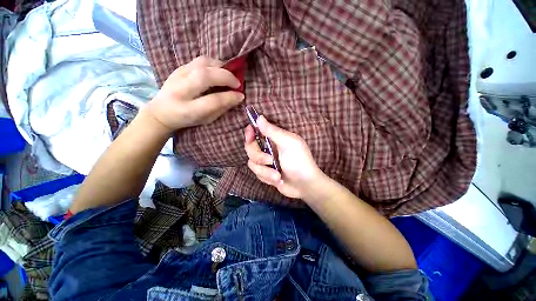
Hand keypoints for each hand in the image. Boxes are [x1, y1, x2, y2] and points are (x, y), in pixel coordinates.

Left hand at [145, 56, 244, 131]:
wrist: (161, 112)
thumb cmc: (187, 119)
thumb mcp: (206, 120)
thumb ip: (221, 108)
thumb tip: (237, 97)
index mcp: (188, 109)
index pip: (213, 100)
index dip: (230, 97)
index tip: (241, 96)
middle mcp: (181, 90)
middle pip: (205, 76)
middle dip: (226, 77)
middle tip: (237, 83)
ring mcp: (178, 76)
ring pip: (202, 63)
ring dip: (220, 66)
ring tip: (229, 75)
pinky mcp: (179, 68)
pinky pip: (199, 60)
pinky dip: (213, 63)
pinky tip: (219, 71)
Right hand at [244, 116, 325, 199]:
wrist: (305, 185)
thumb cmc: (300, 161)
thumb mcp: (288, 144)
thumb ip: (273, 131)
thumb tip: (259, 117)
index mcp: (274, 138)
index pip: (257, 131)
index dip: (250, 132)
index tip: (249, 136)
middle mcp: (268, 148)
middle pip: (250, 148)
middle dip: (259, 157)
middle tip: (271, 160)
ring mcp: (266, 161)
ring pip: (252, 163)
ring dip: (265, 171)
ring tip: (278, 176)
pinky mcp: (265, 173)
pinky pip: (257, 174)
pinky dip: (267, 178)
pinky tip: (278, 180)